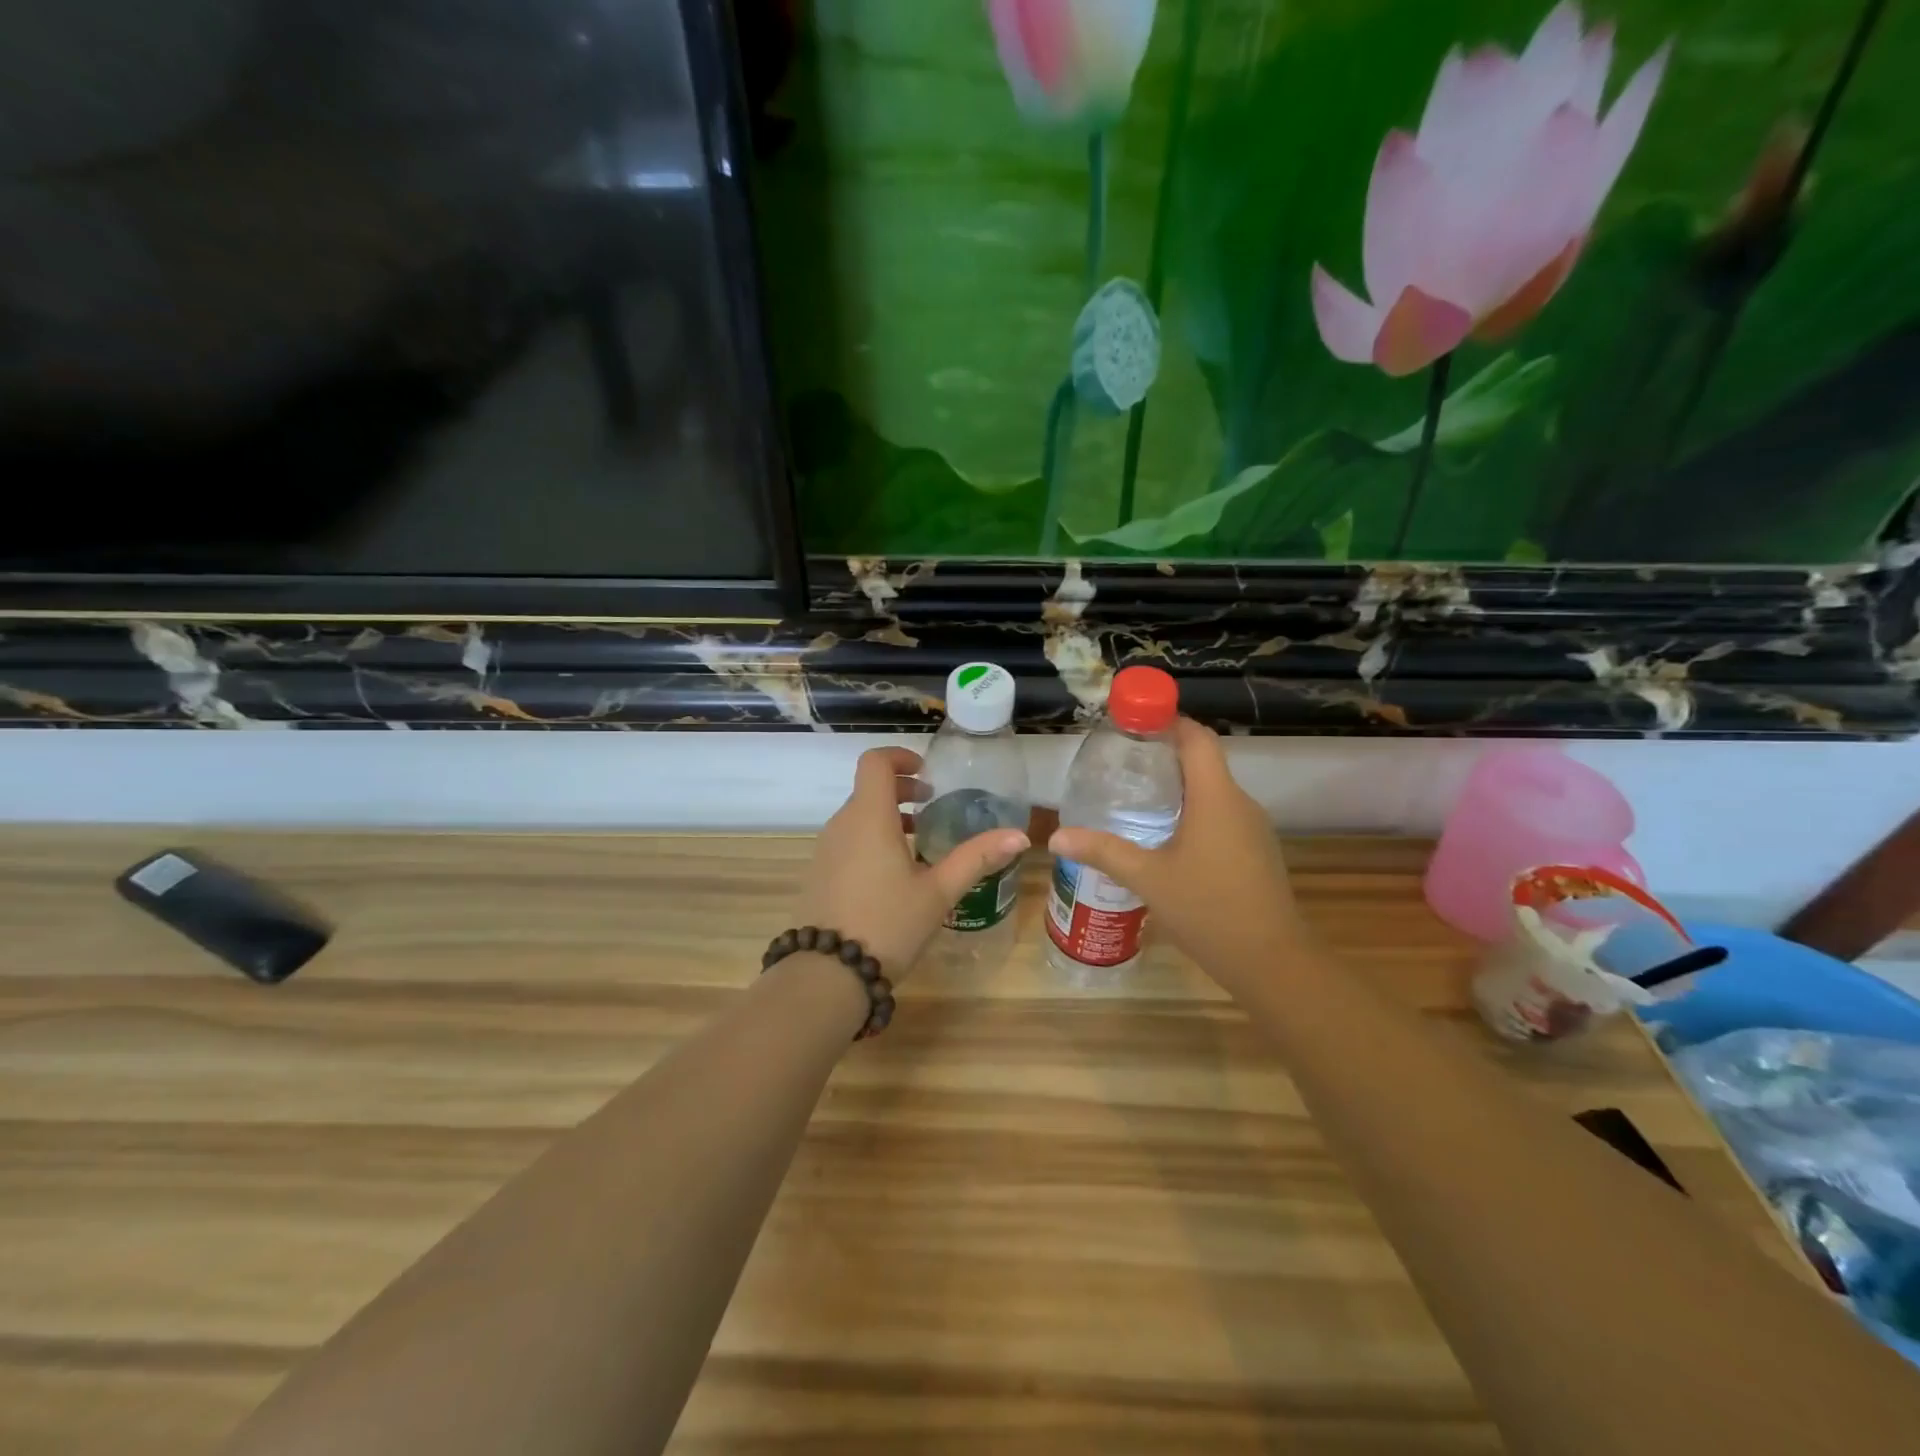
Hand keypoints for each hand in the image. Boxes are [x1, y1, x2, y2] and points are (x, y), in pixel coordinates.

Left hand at [795, 746, 1028, 977]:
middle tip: (932, 806)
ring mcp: (825, 850)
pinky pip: (846, 841)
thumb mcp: (939, 892)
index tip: (927, 774)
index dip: (900, 757)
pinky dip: (870, 839)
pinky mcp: (818, 874)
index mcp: (869, 817)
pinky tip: (893, 875)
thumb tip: (1020, 835)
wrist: (827, 974)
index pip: (875, 762)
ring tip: (918, 842)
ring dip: (887, 816)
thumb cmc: (888, 924)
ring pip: (857, 816)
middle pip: (868, 788)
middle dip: (901, 790)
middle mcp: (841, 825)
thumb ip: (977, 858)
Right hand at [1048, 719, 1308, 993]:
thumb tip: (1056, 837)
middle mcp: (1239, 803)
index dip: (1168, 721)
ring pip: (1213, 792)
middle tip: (1122, 763)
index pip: (1197, 738)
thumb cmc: (1208, 909)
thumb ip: (1103, 851)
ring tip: (1136, 798)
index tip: (1134, 722)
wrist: (1272, 962)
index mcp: (1216, 797)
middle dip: (1164, 755)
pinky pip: (1222, 816)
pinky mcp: (1256, 852)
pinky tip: (1166, 838)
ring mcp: (1253, 829)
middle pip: (1203, 762)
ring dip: (1178, 787)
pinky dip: (1194, 813)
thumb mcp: (1147, 878)